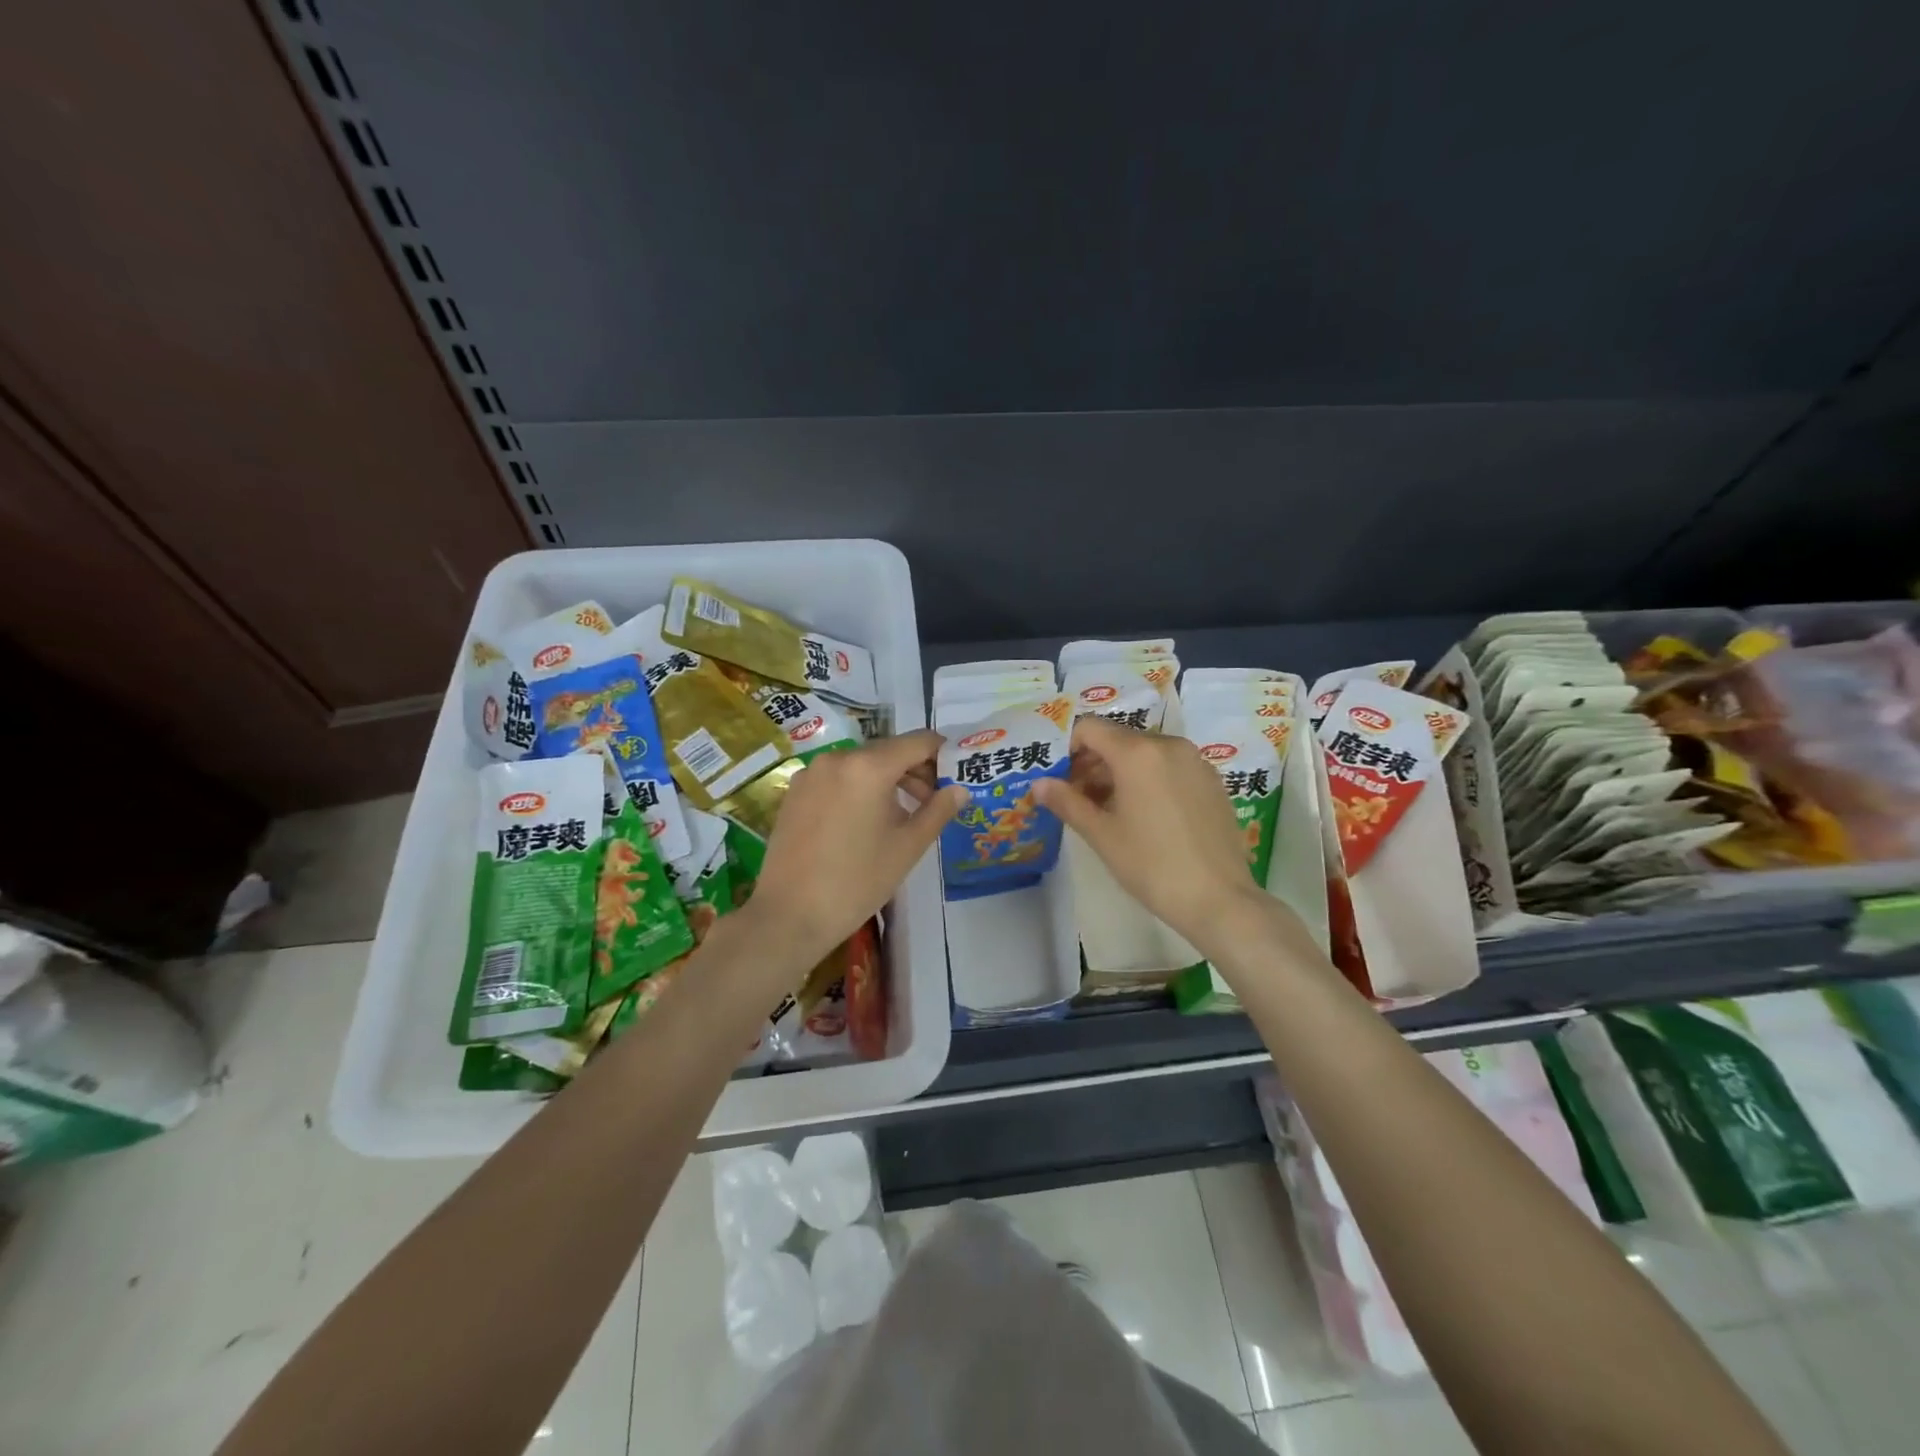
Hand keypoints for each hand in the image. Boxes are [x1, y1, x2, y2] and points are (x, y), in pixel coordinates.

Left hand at [746, 730, 965, 965]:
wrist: (790, 915)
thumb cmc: (858, 881)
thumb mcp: (908, 847)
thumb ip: (938, 810)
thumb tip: (960, 788)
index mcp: (869, 766)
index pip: (918, 741)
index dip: (943, 754)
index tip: (956, 775)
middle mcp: (837, 758)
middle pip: (888, 750)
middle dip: (916, 770)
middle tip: (933, 802)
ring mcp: (811, 773)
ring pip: (862, 764)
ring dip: (887, 780)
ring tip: (901, 816)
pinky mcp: (795, 791)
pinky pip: (838, 778)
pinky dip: (859, 788)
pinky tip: (864, 822)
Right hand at [1033, 717, 1268, 944]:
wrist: (1219, 899)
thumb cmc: (1152, 865)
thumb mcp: (1102, 835)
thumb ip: (1067, 802)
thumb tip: (1038, 785)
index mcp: (1138, 753)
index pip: (1090, 728)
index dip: (1067, 747)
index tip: (1058, 777)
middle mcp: (1168, 745)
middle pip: (1117, 739)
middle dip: (1092, 763)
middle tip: (1076, 798)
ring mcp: (1195, 761)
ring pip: (1144, 753)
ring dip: (1118, 772)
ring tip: (1107, 810)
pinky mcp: (1211, 780)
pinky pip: (1168, 766)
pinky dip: (1147, 778)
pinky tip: (1143, 815)